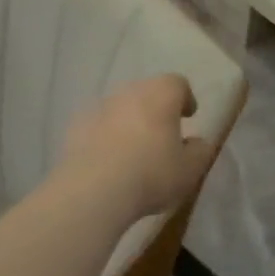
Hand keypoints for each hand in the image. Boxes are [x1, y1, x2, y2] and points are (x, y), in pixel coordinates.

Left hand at [61, 74, 215, 220]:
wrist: (93, 192)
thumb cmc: (151, 174)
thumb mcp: (190, 169)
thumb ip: (200, 151)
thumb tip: (196, 142)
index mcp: (161, 94)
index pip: (177, 83)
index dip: (185, 98)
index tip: (188, 117)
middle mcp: (129, 92)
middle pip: (147, 92)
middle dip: (156, 109)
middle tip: (162, 134)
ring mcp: (99, 108)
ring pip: (120, 108)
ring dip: (129, 122)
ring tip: (133, 150)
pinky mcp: (75, 127)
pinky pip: (97, 125)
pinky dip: (105, 136)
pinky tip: (108, 160)